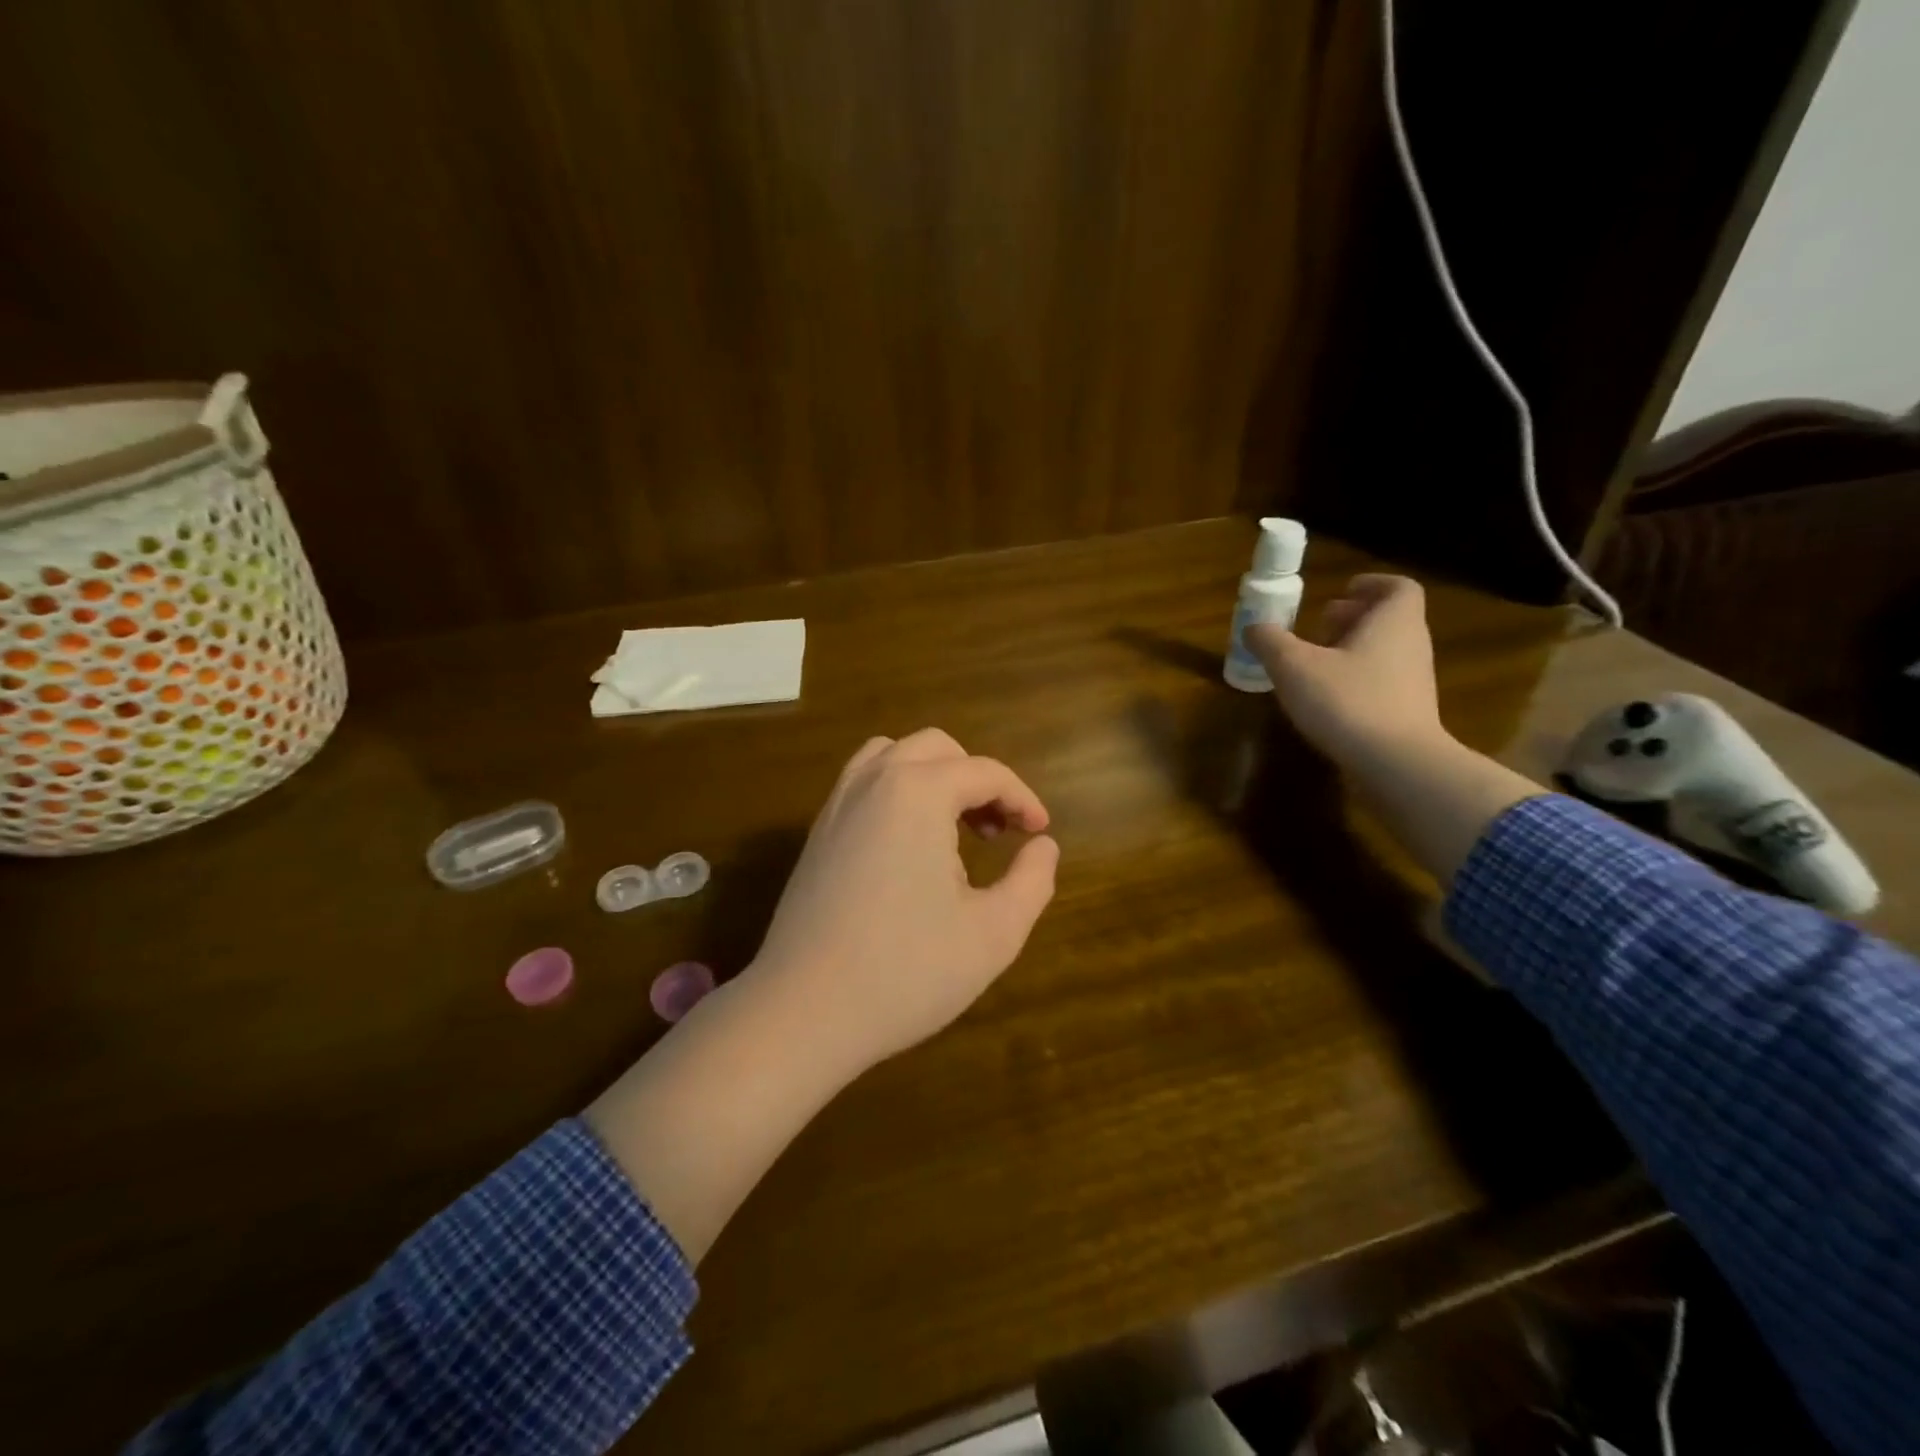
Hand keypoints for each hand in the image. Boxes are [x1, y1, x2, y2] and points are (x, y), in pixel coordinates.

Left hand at [744, 728, 1060, 1070]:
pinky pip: (863, 785)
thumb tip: (1043, 845)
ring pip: (892, 757)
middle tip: (999, 831)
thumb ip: (1032, 881)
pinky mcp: (816, 833)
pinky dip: (896, 792)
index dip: (1022, 799)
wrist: (803, 1012)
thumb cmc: (907, 971)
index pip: (985, 773)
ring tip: (954, 828)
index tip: (1040, 833)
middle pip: (937, 749)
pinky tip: (909, 847)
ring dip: (933, 777)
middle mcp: (873, 782)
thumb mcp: (994, 933)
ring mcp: (837, 805)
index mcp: (918, 792)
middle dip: (977, 780)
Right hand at [1248, 574, 1445, 767]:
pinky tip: (1326, 700)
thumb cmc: (1347, 700)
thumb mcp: (1294, 666)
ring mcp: (1414, 683)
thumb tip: (1253, 627)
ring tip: (1314, 664)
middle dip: (1352, 619)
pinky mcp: (1408, 714)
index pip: (1397, 588)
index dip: (1371, 585)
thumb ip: (1270, 642)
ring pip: (1384, 653)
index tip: (1342, 591)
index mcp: (1393, 621)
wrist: (1396, 764)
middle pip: (1388, 620)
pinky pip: (1382, 684)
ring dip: (1352, 651)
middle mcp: (1411, 645)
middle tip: (1318, 627)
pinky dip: (1356, 681)